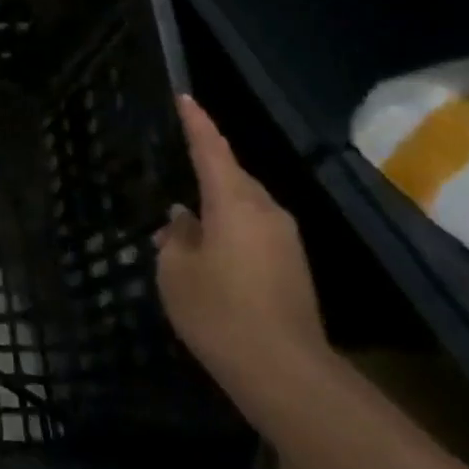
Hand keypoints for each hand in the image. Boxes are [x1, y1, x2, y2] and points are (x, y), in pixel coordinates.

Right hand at [156, 96, 329, 401]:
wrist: (284, 371)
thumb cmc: (218, 311)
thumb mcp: (175, 271)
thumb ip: (177, 237)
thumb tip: (184, 220)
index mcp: (233, 203)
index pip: (211, 150)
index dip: (197, 123)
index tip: (184, 97)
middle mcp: (265, 211)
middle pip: (232, 175)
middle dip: (206, 165)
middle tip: (177, 161)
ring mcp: (284, 239)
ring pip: (243, 203)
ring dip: (217, 202)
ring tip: (187, 213)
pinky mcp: (292, 265)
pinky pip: (253, 227)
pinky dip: (229, 225)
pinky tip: (209, 246)